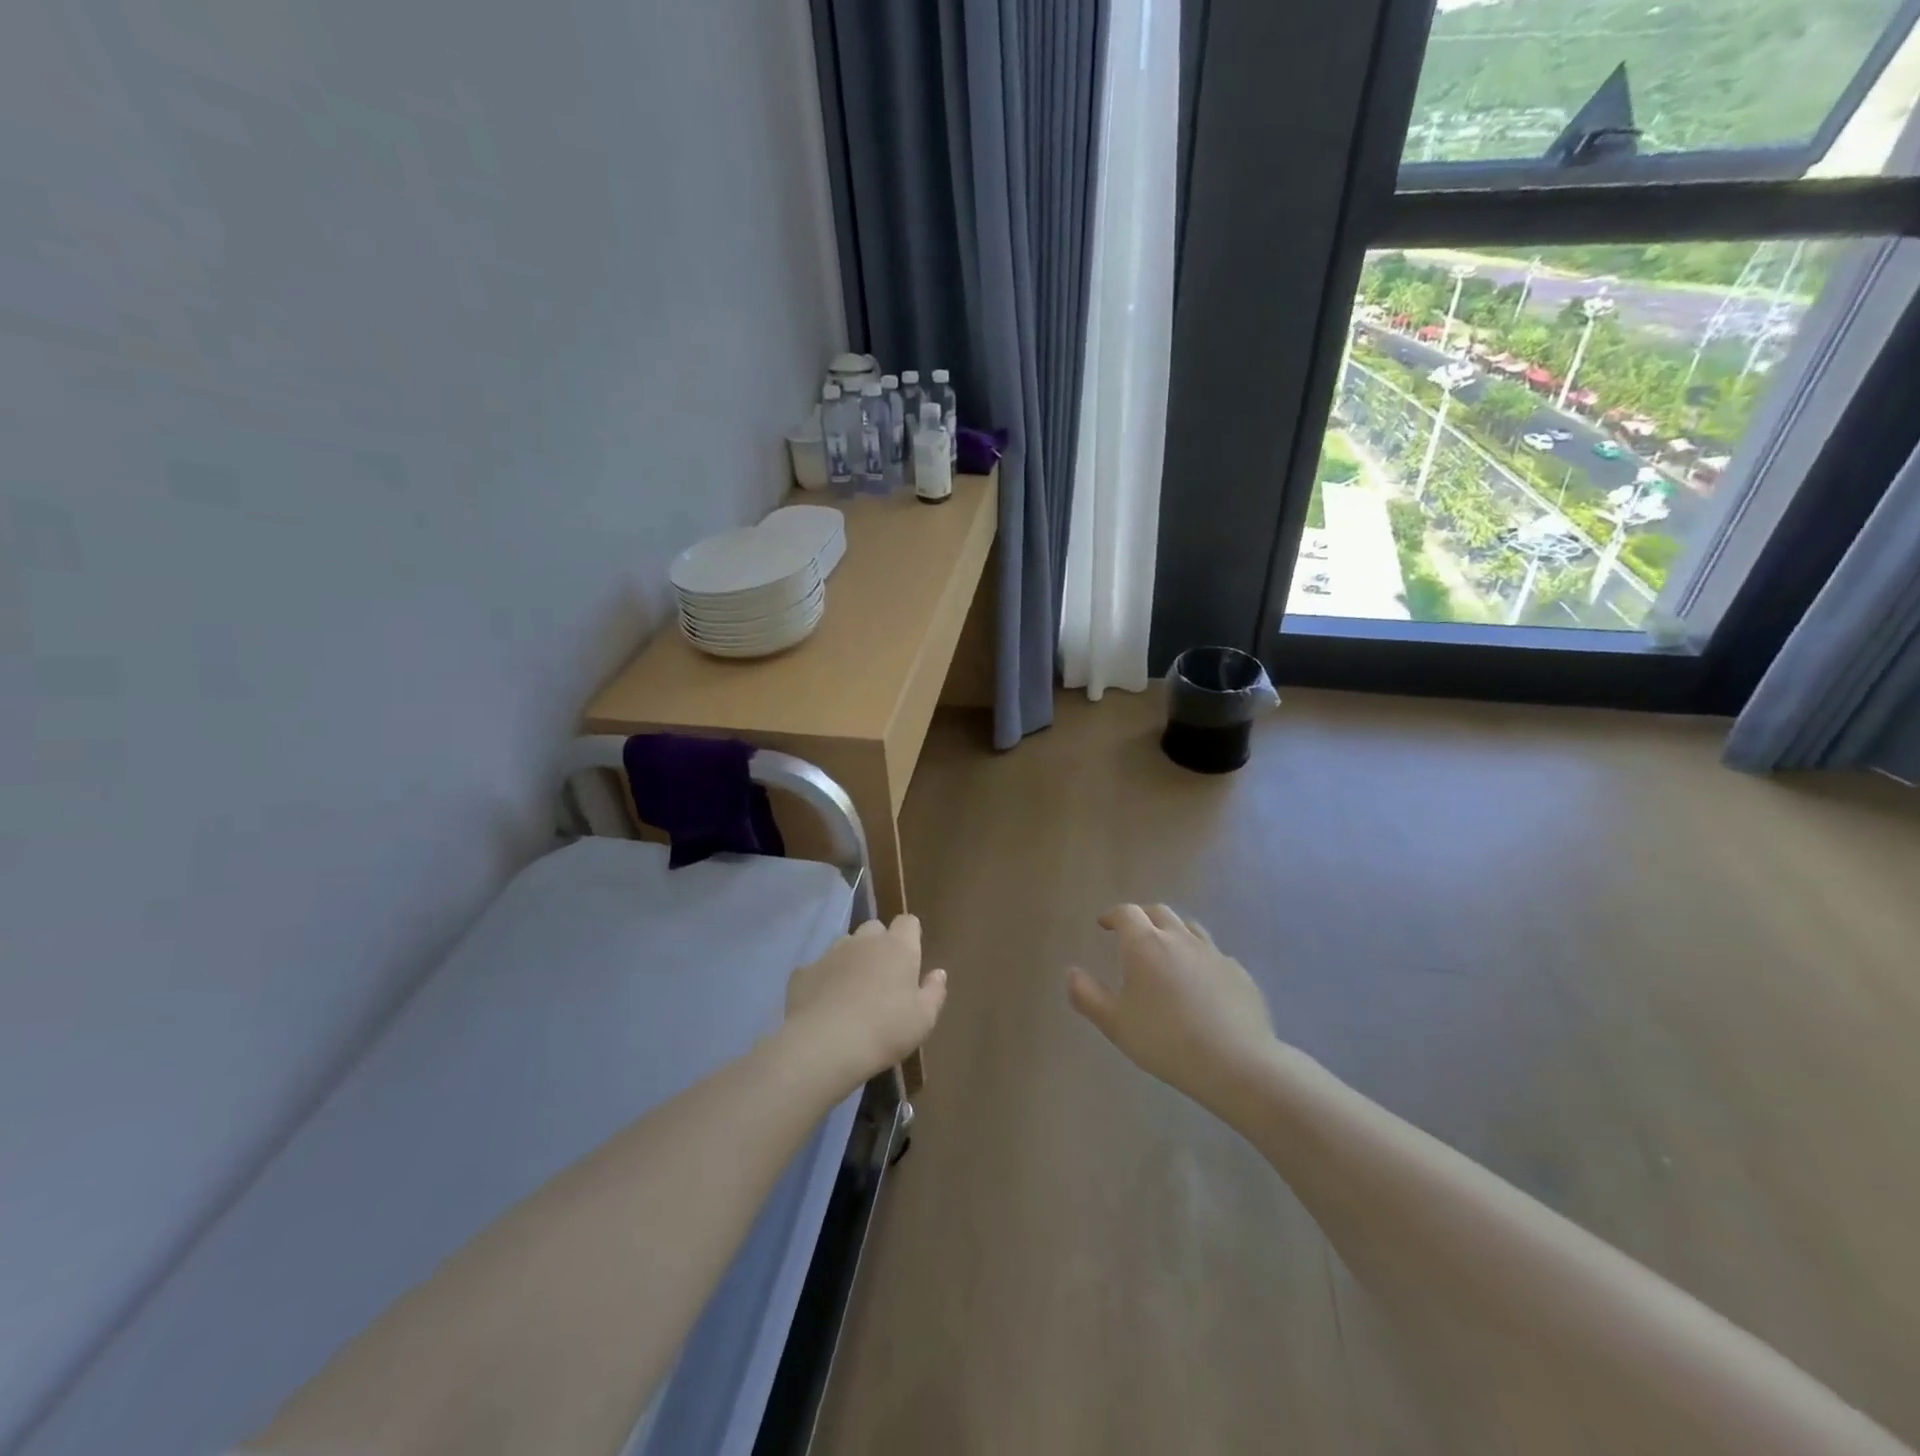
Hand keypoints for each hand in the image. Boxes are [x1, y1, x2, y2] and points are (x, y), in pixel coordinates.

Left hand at [785, 915, 946, 1090]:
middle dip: (879, 943)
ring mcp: (831, 953)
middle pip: (874, 928)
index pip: (907, 922)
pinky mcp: (803, 972)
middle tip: (882, 975)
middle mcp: (864, 941)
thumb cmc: (885, 1030)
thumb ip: (934, 992)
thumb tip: (938, 973)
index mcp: (898, 948)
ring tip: (851, 990)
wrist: (825, 1044)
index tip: (911, 956)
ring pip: (844, 944)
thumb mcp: (923, 1019)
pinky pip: (817, 968)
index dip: (909, 935)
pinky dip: (823, 980)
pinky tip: (824, 1005)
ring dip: (851, 959)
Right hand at [1068, 904, 1276, 1112]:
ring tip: (1167, 952)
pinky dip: (1200, 958)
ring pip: (1189, 928)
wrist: (1236, 1062)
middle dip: (1142, 917)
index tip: (1104, 925)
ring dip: (1173, 931)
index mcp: (1145, 945)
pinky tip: (1200, 982)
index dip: (1113, 915)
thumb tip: (1071, 972)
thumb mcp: (1115, 1024)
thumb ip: (1087, 996)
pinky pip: (1214, 954)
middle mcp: (1179, 938)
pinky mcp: (1238, 972)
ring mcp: (1213, 953)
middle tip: (1132, 934)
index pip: (1126, 913)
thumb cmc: (1165, 1041)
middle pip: (1158, 912)